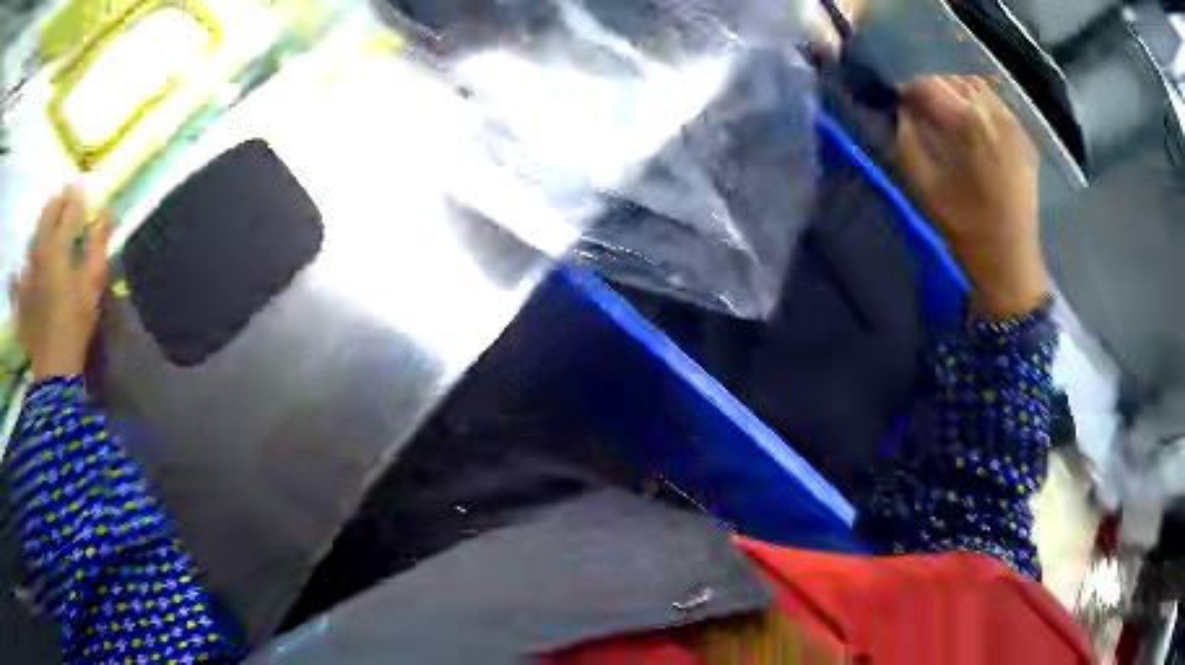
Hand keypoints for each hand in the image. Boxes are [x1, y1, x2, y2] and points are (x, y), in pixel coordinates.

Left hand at [12, 186, 111, 380]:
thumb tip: (107, 215)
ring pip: (34, 236)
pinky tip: (33, 272)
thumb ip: (98, 247)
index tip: (85, 188)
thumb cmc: (75, 325)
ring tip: (50, 235)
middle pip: (48, 211)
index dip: (79, 196)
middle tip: (65, 203)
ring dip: (43, 230)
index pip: (71, 208)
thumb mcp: (92, 287)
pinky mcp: (21, 293)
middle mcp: (40, 250)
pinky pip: (24, 270)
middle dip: (58, 202)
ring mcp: (28, 271)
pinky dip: (29, 265)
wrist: (52, 369)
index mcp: (59, 245)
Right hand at [896, 76, 1047, 318]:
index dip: (909, 91)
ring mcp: (1014, 124)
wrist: (1011, 261)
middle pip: (953, 80)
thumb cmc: (966, 228)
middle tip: (923, 112)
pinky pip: (997, 106)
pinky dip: (980, 106)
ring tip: (949, 118)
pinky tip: (974, 128)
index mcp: (967, 122)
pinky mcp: (1024, 139)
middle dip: (934, 91)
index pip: (928, 85)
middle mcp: (993, 113)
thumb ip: (908, 140)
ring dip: (957, 95)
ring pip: (977, 88)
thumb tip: (903, 112)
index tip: (900, 105)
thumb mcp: (925, 186)